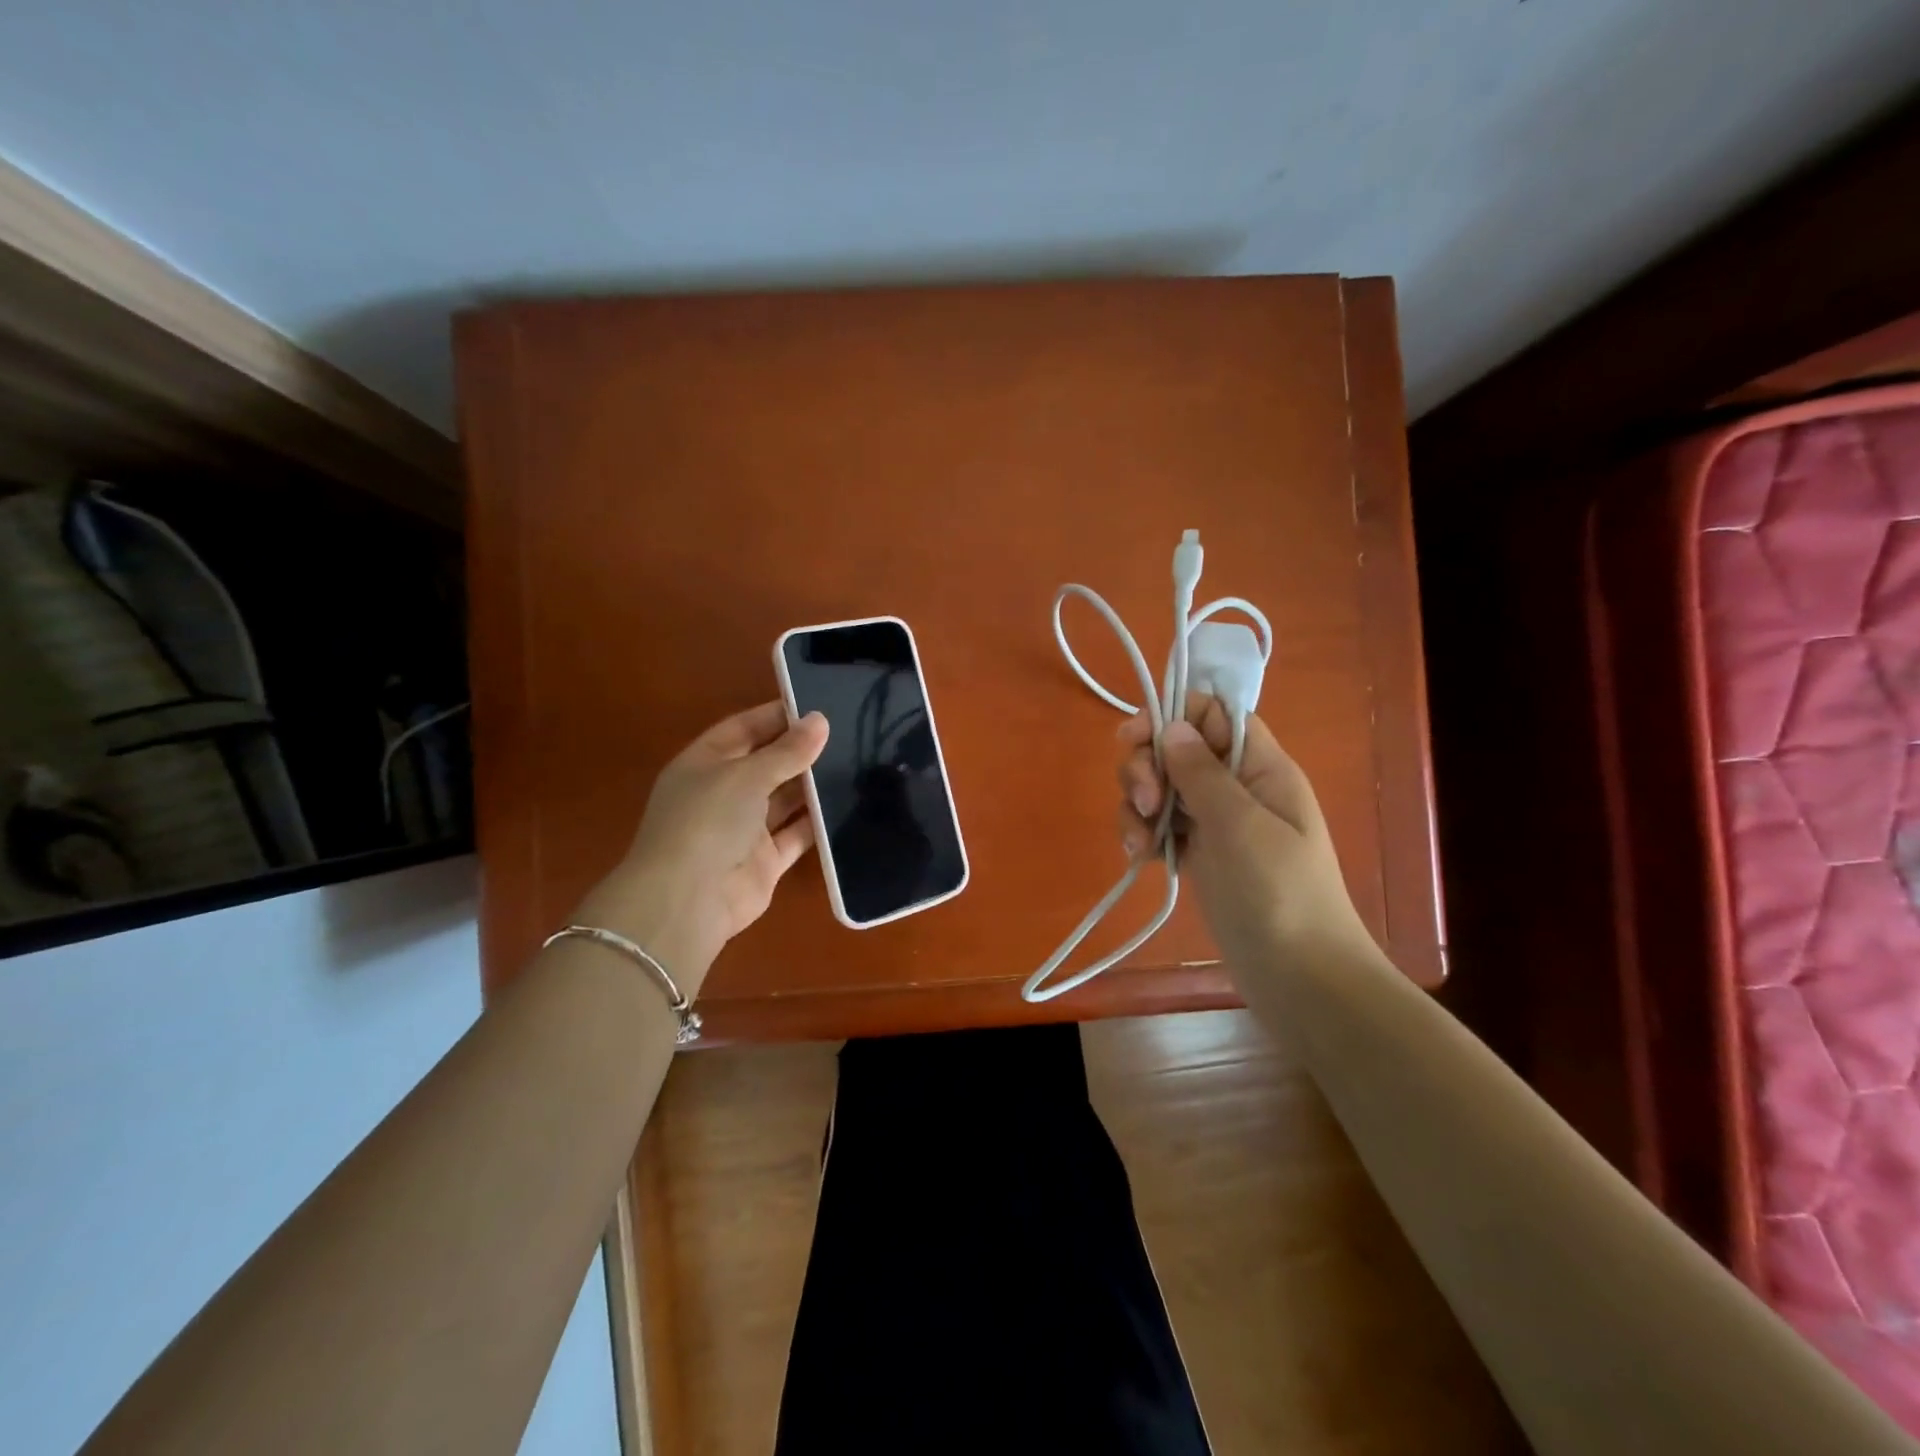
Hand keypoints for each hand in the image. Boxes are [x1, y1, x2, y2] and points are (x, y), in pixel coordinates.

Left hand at [574, 702, 827, 993]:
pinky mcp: (765, 861)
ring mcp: (743, 830)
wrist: (687, 901)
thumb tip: (820, 720)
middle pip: (766, 764)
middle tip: (848, 733)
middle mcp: (722, 794)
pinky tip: (850, 805)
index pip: (743, 729)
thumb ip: (787, 751)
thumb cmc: (708, 821)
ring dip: (813, 786)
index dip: (776, 716)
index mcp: (704, 764)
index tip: (818, 705)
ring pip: (784, 800)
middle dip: (800, 750)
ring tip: (856, 763)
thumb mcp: (747, 775)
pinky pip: (796, 835)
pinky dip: (818, 823)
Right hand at [1116, 695, 1370, 968]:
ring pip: (1160, 787)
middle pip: (1175, 748)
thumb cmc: (1279, 892)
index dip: (1172, 715)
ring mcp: (1214, 823)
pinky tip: (1140, 857)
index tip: (1132, 738)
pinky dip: (1143, 834)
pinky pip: (1159, 826)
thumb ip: (1201, 772)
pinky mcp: (1197, 855)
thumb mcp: (1240, 824)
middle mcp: (1234, 787)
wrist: (1299, 977)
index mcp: (1259, 767)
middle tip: (1144, 801)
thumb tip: (1172, 725)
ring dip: (1138, 805)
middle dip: (1146, 767)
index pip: (1212, 714)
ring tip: (1139, 842)